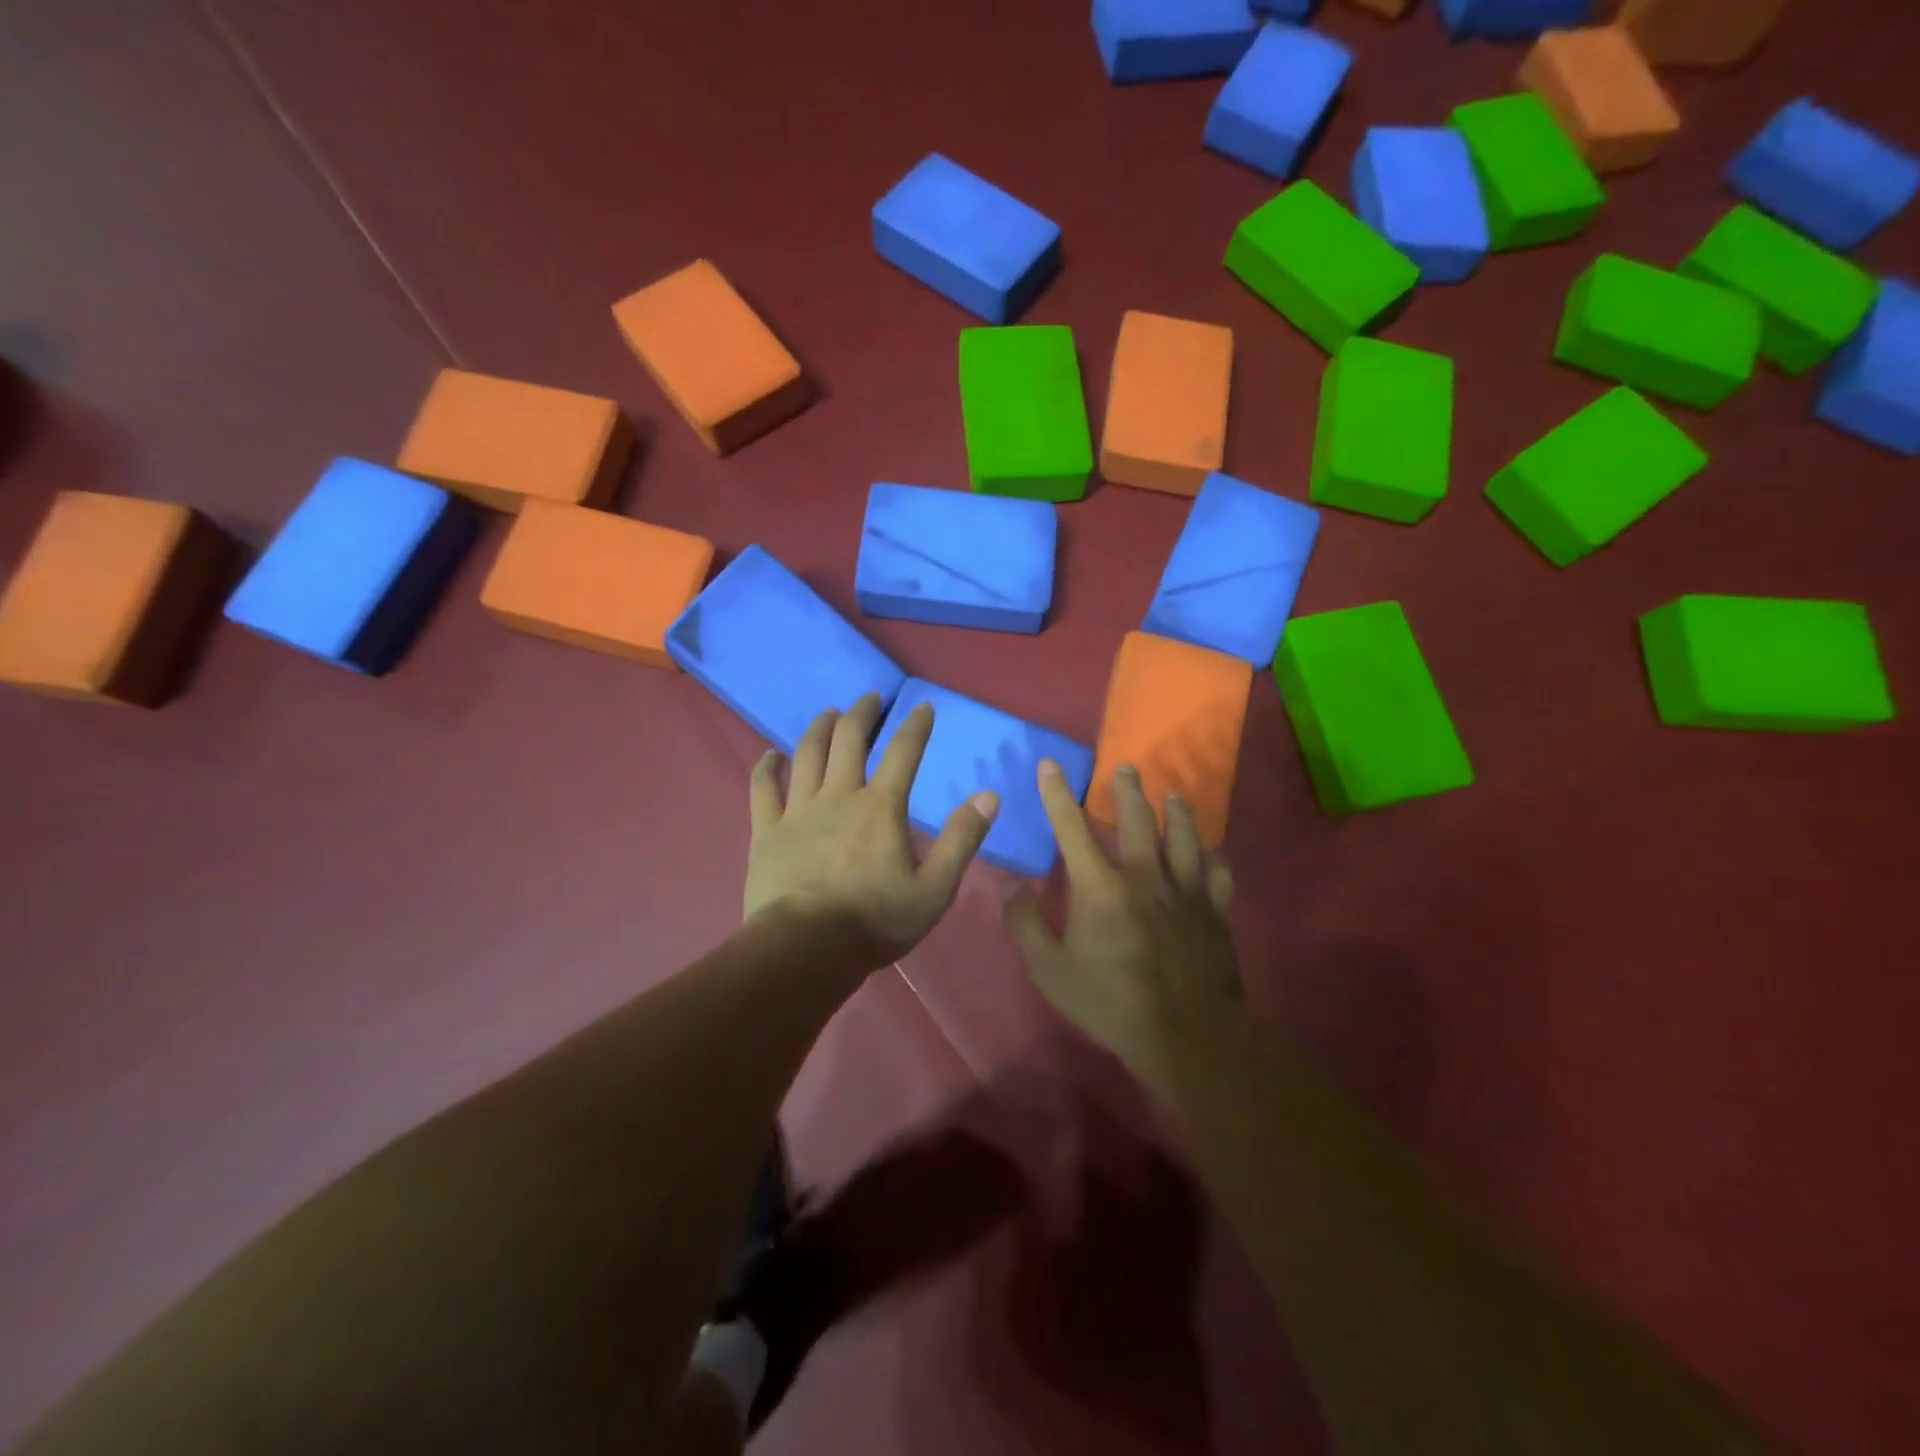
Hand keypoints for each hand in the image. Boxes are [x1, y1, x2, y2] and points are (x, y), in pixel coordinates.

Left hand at [744, 695, 997, 966]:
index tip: (922, 706)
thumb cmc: (875, 921)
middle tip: (869, 698)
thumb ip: (962, 839)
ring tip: (828, 714)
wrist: (806, 950)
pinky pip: (762, 788)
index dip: (915, 726)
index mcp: (881, 807)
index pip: (903, 752)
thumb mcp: (935, 888)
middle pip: (849, 740)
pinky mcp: (767, 830)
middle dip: (862, 713)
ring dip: (819, 728)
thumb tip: (989, 796)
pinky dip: (766, 766)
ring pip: (807, 754)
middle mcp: (839, 795)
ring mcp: (798, 810)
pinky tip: (770, 754)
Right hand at [1003, 761, 1239, 1075]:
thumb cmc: (1111, 1001)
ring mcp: (1185, 891)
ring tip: (1173, 795)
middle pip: (1136, 820)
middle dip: (1127, 791)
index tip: (1051, 764)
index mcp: (1100, 885)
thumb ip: (1026, 925)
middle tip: (1126, 768)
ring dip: (1177, 812)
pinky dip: (1214, 861)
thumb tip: (1011, 887)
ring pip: (1183, 837)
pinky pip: (1218, 875)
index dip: (1057, 793)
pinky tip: (1213, 855)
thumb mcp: (1051, 970)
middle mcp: (1143, 875)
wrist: (1186, 1033)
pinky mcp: (1215, 912)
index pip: (1071, 827)